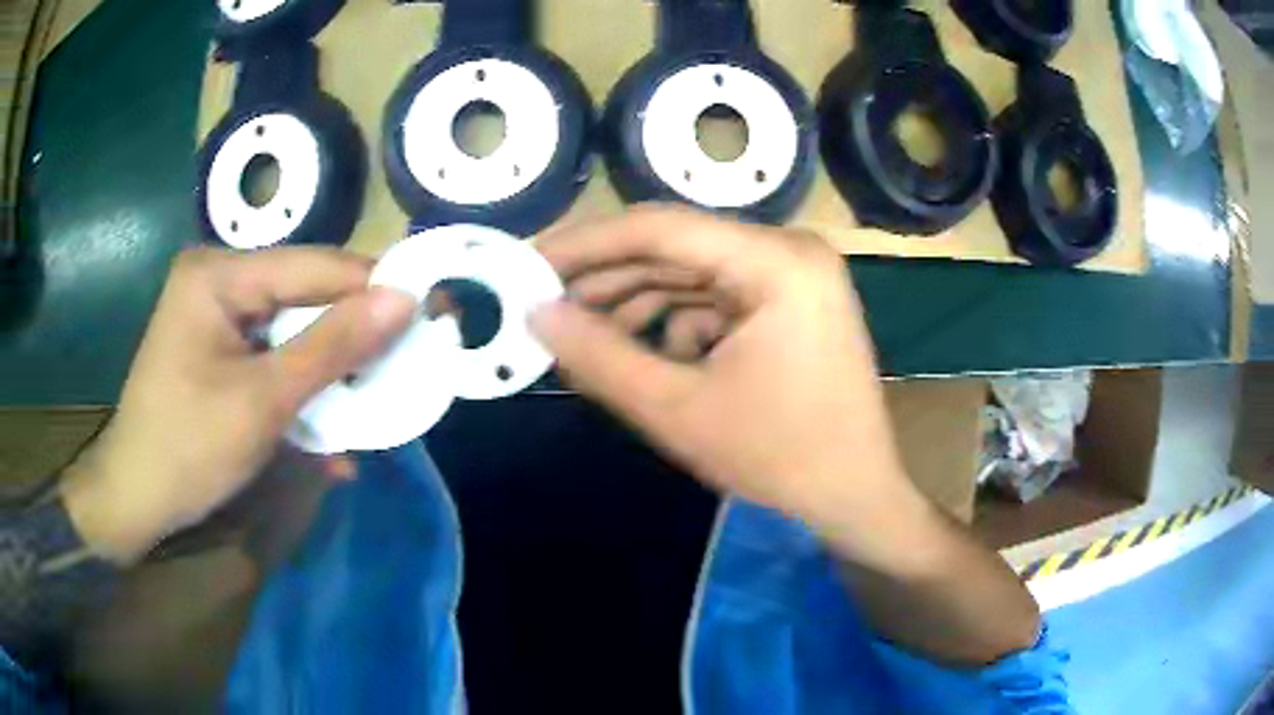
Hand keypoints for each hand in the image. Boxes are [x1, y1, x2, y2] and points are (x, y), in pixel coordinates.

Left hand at [62, 247, 415, 563]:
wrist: (135, 501)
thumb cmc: (188, 448)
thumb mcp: (262, 401)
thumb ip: (332, 346)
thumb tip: (404, 300)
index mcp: (220, 275)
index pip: (315, 267)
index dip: (376, 287)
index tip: (434, 309)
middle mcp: (220, 283)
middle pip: (305, 298)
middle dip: (355, 338)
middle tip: (411, 360)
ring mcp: (218, 319)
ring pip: (295, 333)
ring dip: (333, 373)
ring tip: (379, 400)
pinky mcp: (220, 353)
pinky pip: (275, 360)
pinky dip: (304, 392)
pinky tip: (329, 435)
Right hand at [533, 207, 1039, 665]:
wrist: (856, 497)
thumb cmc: (780, 459)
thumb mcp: (678, 410)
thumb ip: (600, 357)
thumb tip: (536, 313)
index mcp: (777, 262)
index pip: (660, 228)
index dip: (585, 244)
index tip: (528, 264)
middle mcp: (789, 251)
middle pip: (676, 247)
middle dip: (606, 280)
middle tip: (544, 306)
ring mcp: (793, 276)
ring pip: (691, 273)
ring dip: (637, 305)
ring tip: (585, 339)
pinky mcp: (789, 302)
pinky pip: (715, 298)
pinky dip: (675, 324)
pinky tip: (648, 359)